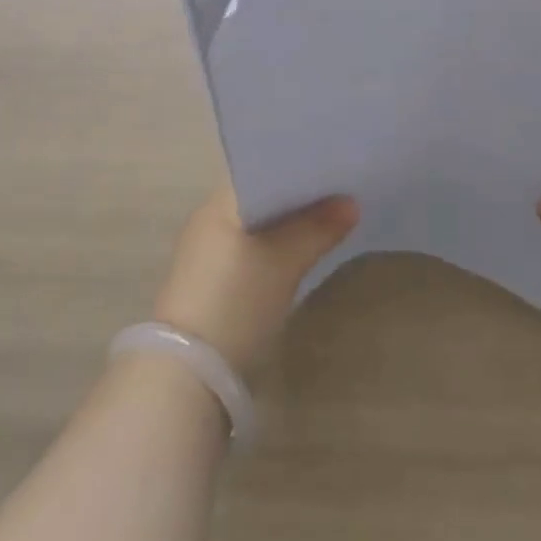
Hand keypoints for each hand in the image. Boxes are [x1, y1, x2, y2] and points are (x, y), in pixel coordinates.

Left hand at [150, 187, 358, 376]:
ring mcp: (209, 252)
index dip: (299, 167)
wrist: (189, 375)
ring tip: (330, 218)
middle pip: (264, 196)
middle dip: (299, 197)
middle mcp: (210, 219)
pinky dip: (277, 247)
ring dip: (289, 224)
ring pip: (259, 225)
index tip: (334, 165)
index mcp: (220, 202)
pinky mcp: (213, 283)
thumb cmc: (236, 300)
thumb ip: (318, 228)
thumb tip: (352, 203)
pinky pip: (252, 249)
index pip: (264, 168)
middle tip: (342, 192)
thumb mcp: (285, 262)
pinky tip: (302, 252)